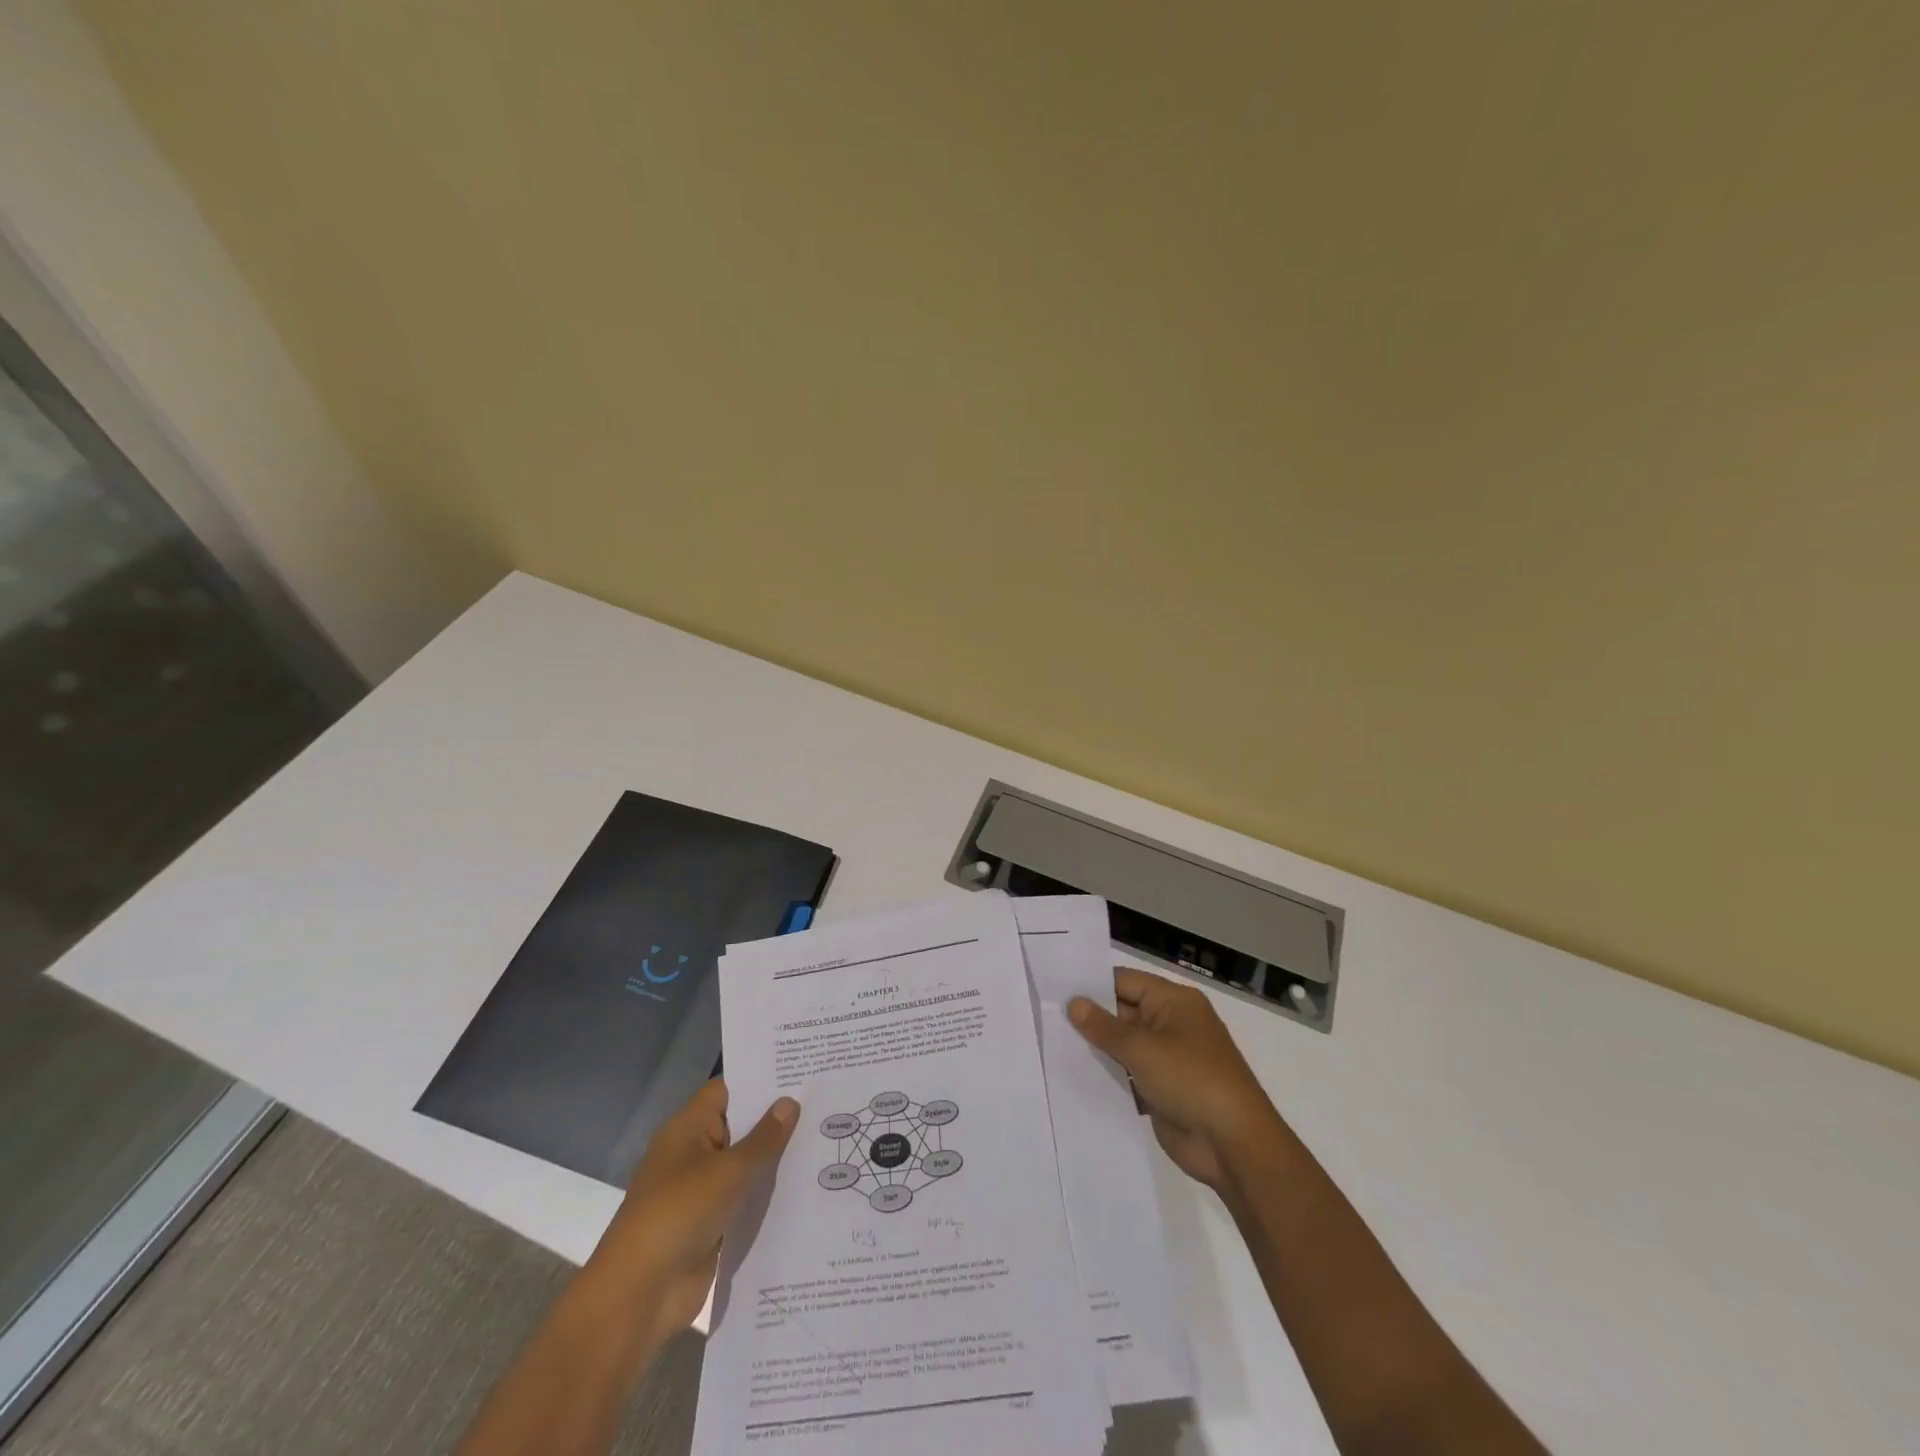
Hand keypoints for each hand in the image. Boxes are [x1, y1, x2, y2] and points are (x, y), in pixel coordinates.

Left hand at [585, 1079, 798, 1349]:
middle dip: (775, 1119)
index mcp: (688, 1128)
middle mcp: (693, 1153)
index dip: (761, 1080)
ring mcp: (701, 1190)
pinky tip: (806, 1187)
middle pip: (739, 1126)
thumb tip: (789, 1101)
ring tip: (826, 1140)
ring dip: (775, 1160)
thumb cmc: (680, 1212)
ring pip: (744, 1165)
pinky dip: (767, 1195)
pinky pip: (744, 1200)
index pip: (728, 1090)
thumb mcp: (728, 1170)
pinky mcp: (710, 1225)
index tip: (801, 1072)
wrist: (640, 1294)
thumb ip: (763, 1138)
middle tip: (824, 1103)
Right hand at [1069, 967, 1282, 1188]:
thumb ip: (1104, 1026)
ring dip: (1096, 1048)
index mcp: (1174, 1002)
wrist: (1233, 1145)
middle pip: (1122, 1011)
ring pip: (1123, 1045)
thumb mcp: (1142, 1048)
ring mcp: (1167, 1058)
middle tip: (1045, 1016)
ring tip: (1050, 1043)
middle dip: (1089, 1017)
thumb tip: (1074, 1003)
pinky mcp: (1162, 1089)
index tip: (1054, 989)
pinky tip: (1073, 1075)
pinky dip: (1108, 1074)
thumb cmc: (1191, 1080)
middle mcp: (1171, 1024)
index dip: (1091, 985)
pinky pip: (1128, 1074)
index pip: (1124, 981)